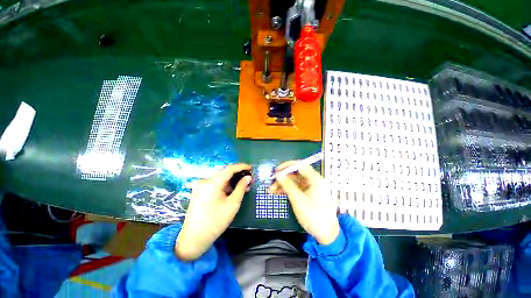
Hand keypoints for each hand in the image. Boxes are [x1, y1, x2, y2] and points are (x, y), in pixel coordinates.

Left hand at [175, 163, 251, 260]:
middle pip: (225, 173)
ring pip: (221, 179)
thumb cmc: (216, 221)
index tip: (251, 168)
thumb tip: (248, 177)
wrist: (194, 238)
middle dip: (238, 175)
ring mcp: (201, 186)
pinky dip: (225, 185)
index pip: (230, 168)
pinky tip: (233, 190)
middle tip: (249, 179)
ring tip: (244, 185)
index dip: (242, 166)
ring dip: (232, 181)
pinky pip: (215, 184)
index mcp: (212, 183)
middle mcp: (205, 181)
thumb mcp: (233, 204)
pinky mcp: (200, 191)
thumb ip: (241, 187)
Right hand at [270, 161, 338, 244]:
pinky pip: (296, 188)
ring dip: (283, 184)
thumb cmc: (314, 216)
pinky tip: (277, 192)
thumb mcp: (298, 200)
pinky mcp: (308, 194)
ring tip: (271, 189)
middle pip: (296, 174)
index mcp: (316, 179)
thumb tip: (278, 175)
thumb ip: (288, 186)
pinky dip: (287, 189)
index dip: (288, 166)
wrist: (326, 235)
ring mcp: (311, 188)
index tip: (277, 170)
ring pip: (295, 181)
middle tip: (272, 181)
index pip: (301, 165)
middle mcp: (314, 181)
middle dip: (283, 177)